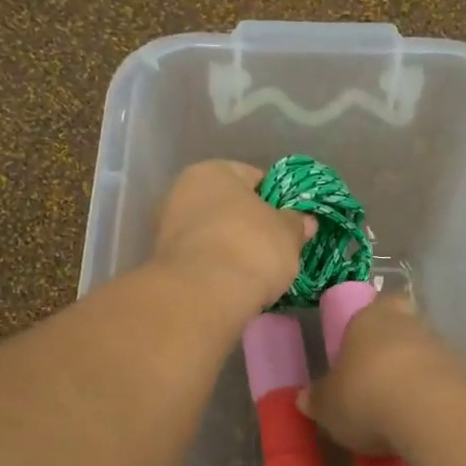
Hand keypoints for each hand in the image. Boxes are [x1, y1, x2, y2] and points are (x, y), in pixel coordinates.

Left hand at [150, 161, 312, 319]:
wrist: (203, 295)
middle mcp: (181, 191)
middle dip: (249, 224)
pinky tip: (233, 284)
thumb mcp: (288, 234)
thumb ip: (296, 223)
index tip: (290, 221)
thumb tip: (304, 221)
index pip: (252, 177)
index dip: (276, 198)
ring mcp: (166, 228)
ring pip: (211, 234)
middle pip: (227, 206)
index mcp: (212, 171)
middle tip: (274, 247)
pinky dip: (215, 268)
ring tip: (255, 271)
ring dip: (229, 247)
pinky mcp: (162, 263)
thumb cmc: (250, 248)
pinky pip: (200, 259)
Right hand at [299, 293, 465, 455]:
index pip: (378, 304)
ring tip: (398, 412)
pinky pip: (445, 384)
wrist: (432, 413)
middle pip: (404, 329)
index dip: (373, 320)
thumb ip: (318, 399)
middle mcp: (410, 324)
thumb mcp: (328, 405)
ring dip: (415, 377)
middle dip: (394, 351)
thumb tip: (305, 398)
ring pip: (426, 356)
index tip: (364, 344)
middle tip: (377, 380)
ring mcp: (444, 348)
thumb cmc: (366, 395)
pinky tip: (421, 424)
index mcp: (370, 318)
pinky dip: (434, 400)